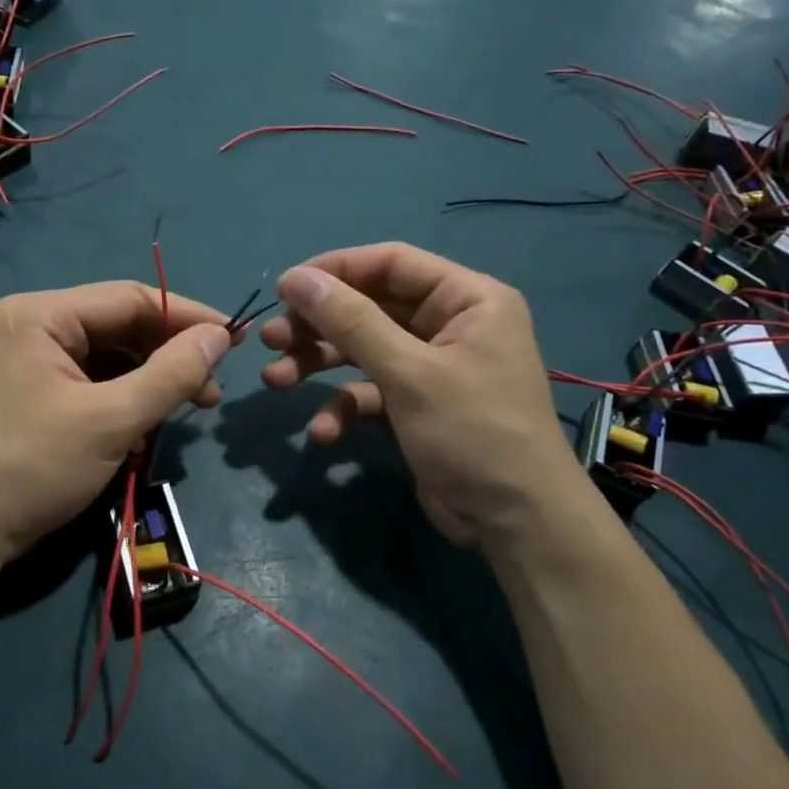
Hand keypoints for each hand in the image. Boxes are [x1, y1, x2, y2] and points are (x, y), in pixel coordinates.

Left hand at [0, 282, 232, 571]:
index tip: (235, 340)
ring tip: (188, 410)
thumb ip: (171, 374)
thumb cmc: (33, 468)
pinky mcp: (35, 392)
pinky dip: (125, 401)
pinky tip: (145, 430)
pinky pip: (94, 382)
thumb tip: (221, 336)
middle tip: (211, 391)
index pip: (130, 298)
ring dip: (151, 383)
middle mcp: (34, 326)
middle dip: (168, 357)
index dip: (187, 317)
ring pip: (111, 357)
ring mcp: (32, 360)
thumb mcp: (111, 420)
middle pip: (120, 327)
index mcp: (41, 315)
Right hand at [257, 243, 581, 549]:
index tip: (285, 288)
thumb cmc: (472, 432)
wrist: (517, 525)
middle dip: (318, 324)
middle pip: (370, 307)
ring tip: (275, 379)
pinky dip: (343, 407)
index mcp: (467, 299)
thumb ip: (350, 321)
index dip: (335, 270)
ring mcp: (431, 367)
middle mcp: (450, 324)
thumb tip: (294, 277)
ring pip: (362, 349)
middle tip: (271, 339)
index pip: (391, 264)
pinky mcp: (416, 405)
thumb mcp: (408, 372)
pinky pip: (370, 392)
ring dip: (319, 363)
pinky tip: (323, 432)